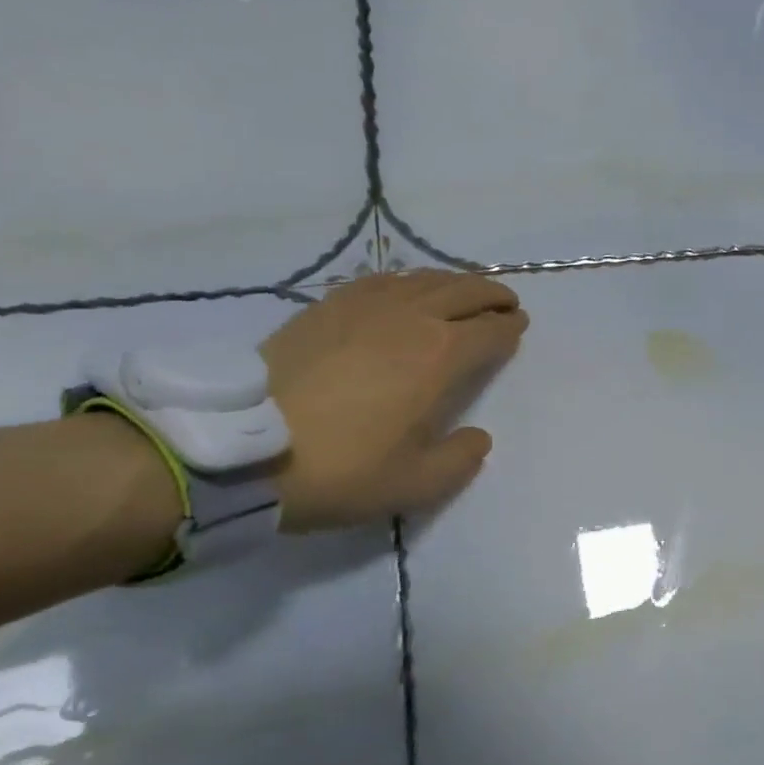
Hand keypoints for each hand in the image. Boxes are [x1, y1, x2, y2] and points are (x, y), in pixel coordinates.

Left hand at [259, 270, 528, 531]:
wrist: (244, 449)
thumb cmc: (341, 468)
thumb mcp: (414, 485)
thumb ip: (460, 460)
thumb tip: (477, 436)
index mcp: (441, 356)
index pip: (491, 331)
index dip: (509, 328)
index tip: (518, 327)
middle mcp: (413, 318)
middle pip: (465, 292)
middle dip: (492, 295)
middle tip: (504, 303)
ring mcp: (368, 305)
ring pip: (425, 279)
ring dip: (455, 282)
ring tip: (463, 292)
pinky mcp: (329, 305)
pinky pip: (382, 280)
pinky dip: (408, 280)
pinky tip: (405, 289)